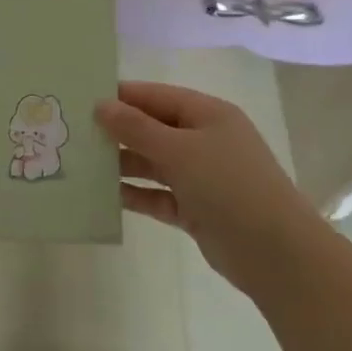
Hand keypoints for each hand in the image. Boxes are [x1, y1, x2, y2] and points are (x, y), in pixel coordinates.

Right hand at [97, 81, 309, 291]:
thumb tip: (101, 105)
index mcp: (208, 114)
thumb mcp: (179, 149)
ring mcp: (202, 176)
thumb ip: (137, 128)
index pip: (157, 96)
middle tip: (74, 133)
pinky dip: (137, 194)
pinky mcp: (196, 209)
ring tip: (83, 164)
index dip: (122, 96)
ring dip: (123, 163)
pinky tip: (107, 196)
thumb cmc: (228, 185)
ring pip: (154, 162)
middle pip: (153, 128)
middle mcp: (205, 140)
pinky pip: (159, 195)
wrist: (276, 254)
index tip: (83, 99)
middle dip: (118, 131)